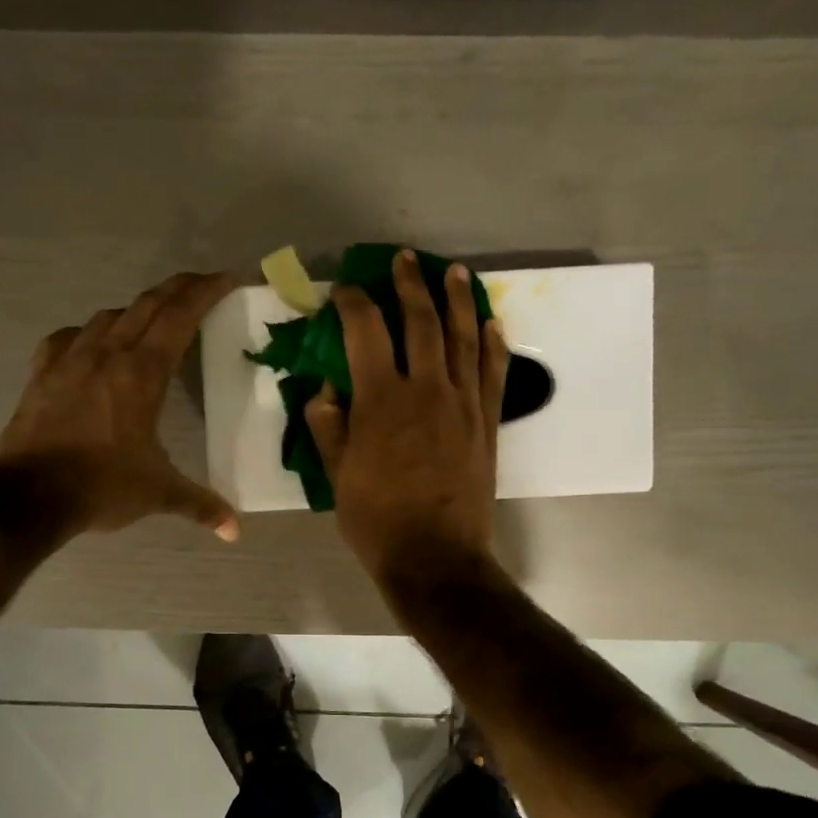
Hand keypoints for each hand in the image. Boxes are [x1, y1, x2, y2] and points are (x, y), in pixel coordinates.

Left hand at [0, 271, 240, 541]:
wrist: (29, 496)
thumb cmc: (101, 487)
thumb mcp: (158, 493)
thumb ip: (200, 504)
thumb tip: (235, 530)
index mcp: (142, 374)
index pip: (179, 317)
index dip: (205, 292)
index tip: (226, 278)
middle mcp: (107, 354)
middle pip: (147, 304)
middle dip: (178, 288)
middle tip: (200, 284)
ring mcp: (69, 360)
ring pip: (107, 316)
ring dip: (135, 311)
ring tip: (151, 323)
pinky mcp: (42, 374)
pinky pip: (67, 338)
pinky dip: (87, 334)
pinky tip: (91, 346)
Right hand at [306, 250, 508, 586]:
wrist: (435, 557)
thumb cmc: (376, 520)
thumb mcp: (336, 475)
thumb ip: (327, 426)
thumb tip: (324, 390)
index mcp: (381, 400)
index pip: (366, 332)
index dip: (354, 303)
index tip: (345, 290)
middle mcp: (425, 389)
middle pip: (421, 321)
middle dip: (410, 285)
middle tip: (404, 260)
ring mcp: (463, 404)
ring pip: (463, 338)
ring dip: (458, 300)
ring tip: (453, 273)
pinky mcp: (486, 423)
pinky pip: (492, 372)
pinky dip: (492, 343)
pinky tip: (490, 323)